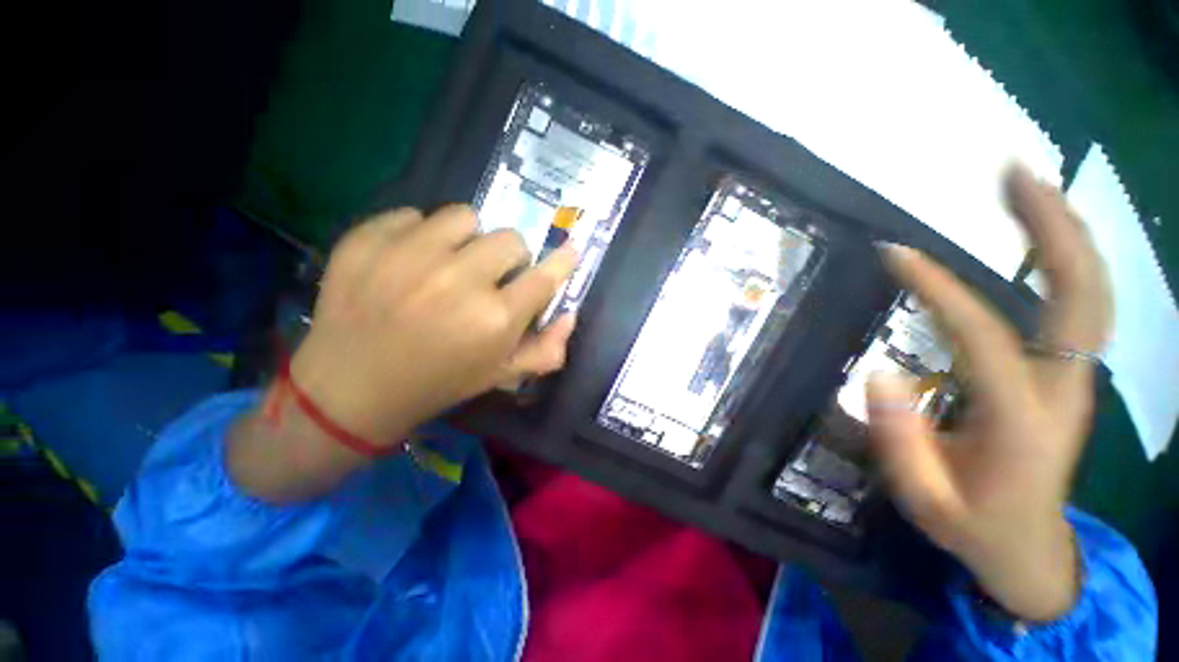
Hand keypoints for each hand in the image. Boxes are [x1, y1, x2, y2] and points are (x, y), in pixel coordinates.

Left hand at [229, 206, 577, 501]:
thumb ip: (545, 350)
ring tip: (449, 263)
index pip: (545, 276)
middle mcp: (459, 280)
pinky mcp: (367, 239)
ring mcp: (409, 255)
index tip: (569, 250)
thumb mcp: (499, 375)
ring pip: (464, 216)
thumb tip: (570, 315)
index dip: (561, 262)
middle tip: (491, 276)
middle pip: (510, 238)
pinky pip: (414, 215)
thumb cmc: (437, 383)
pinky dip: (419, 235)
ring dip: (467, 239)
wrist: (350, 388)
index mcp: (495, 319)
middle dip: (509, 258)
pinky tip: (407, 263)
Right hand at [868, 166, 1111, 621]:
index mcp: (1021, 424)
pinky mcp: (1070, 373)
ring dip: (1063, 231)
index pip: (983, 338)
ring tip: (1025, 183)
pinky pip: (1079, 305)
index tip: (893, 254)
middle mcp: (1064, 389)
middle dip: (1051, 228)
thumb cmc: (973, 526)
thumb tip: (878, 372)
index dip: (939, 290)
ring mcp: (1075, 378)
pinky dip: (1066, 258)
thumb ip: (901, 442)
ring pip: (1090, 291)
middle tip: (1012, 174)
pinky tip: (1040, 231)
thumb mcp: (924, 502)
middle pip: (1079, 295)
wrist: (1029, 547)